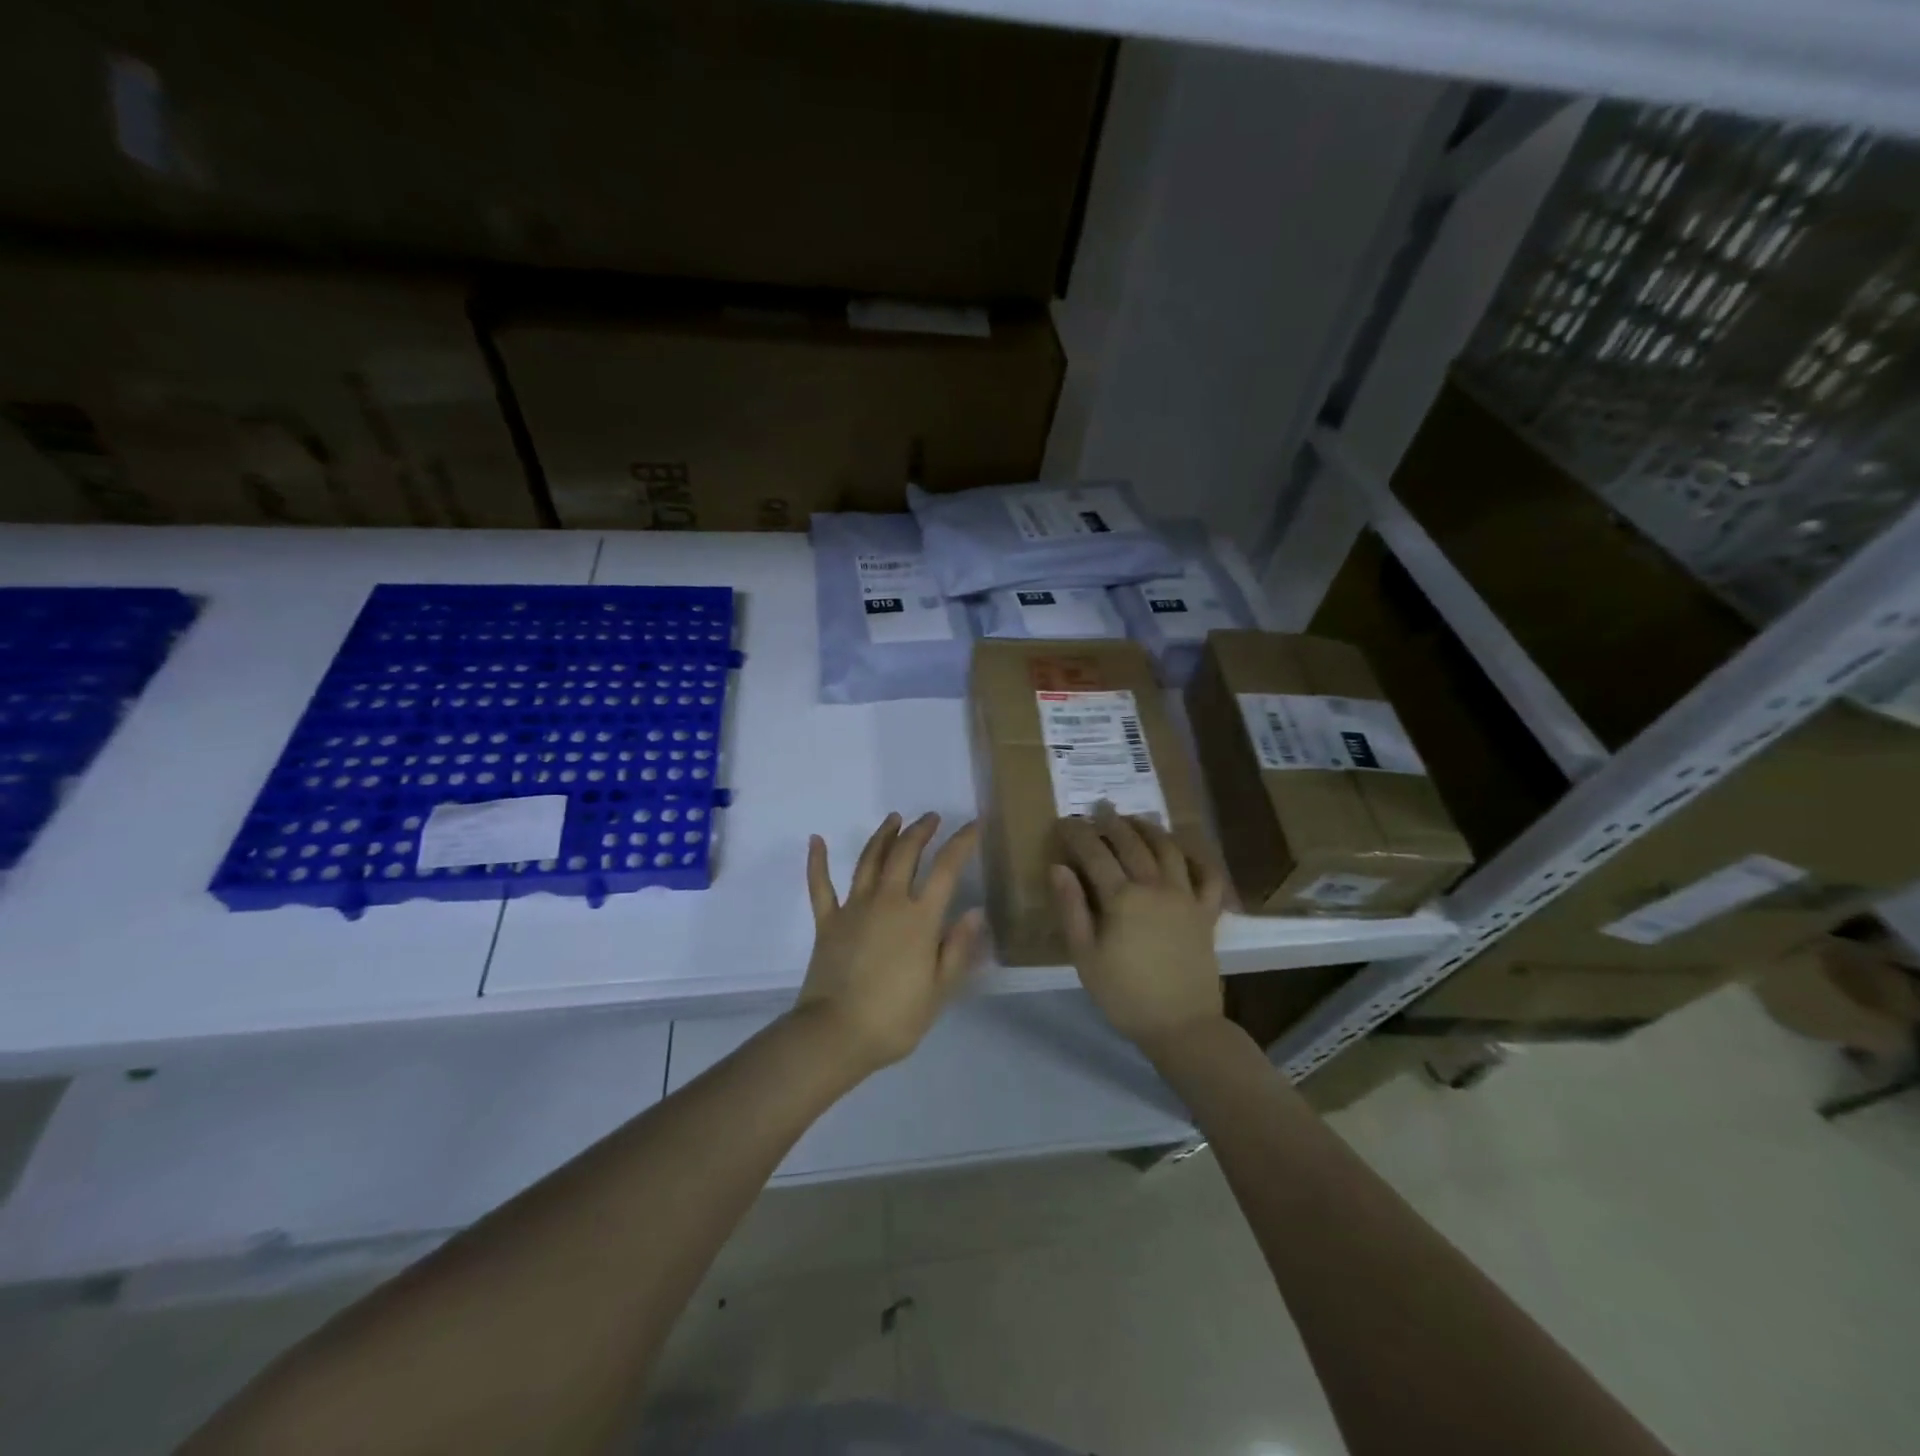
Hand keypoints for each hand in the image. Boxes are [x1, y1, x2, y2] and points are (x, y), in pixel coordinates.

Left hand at [795, 812, 984, 1074]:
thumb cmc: (894, 1018)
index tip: (972, 825)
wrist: (835, 1035)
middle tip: (931, 818)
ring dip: (883, 836)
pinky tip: (816, 840)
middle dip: (920, 830)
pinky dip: (818, 861)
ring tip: (894, 818)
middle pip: (905, 854)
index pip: (946, 869)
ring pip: (869, 860)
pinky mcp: (826, 921)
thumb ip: (958, 948)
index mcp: (919, 919)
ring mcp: (853, 908)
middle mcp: (887, 902)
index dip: (961, 843)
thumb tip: (975, 911)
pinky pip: (820, 885)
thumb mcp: (939, 990)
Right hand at [1051, 805, 1225, 1055]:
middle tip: (1099, 809)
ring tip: (1136, 819)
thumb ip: (1071, 908)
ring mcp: (1186, 897)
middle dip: (1112, 822)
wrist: (1181, 1025)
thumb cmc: (1124, 994)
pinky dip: (1198, 858)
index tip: (1064, 822)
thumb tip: (1059, 867)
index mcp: (1122, 898)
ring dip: (1150, 829)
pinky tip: (1186, 851)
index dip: (1077, 834)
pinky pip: (1208, 876)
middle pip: (1132, 842)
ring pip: (1169, 849)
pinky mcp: (1207, 913)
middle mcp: (1156, 886)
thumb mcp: (1085, 956)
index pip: (1095, 853)